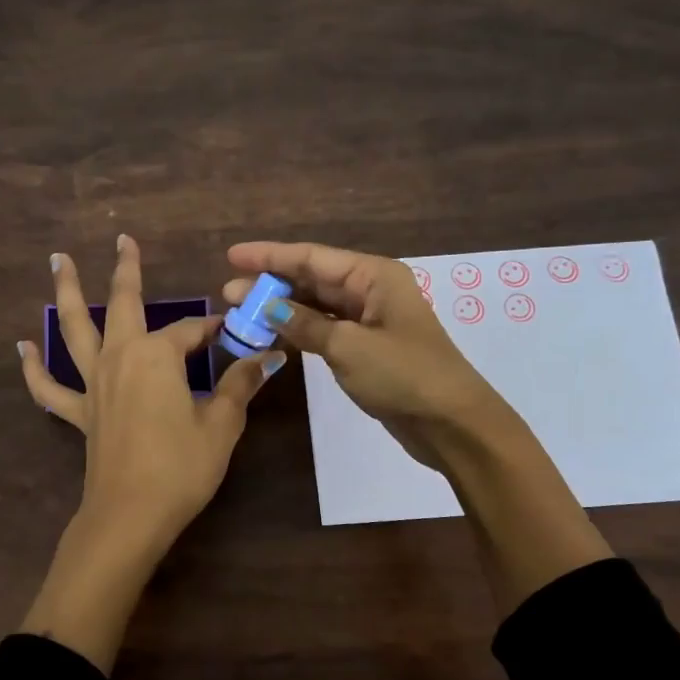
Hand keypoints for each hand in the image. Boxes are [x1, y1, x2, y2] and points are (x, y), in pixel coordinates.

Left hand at [21, 235, 284, 554]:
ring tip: (58, 261)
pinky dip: (33, 368)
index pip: (191, 332)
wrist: (131, 514)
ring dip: (68, 293)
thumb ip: (240, 385)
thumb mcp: (222, 425)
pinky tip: (21, 348)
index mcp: (157, 356)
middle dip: (126, 271)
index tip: (234, 331)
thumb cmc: (181, 467)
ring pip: (75, 330)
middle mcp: (120, 358)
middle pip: (123, 304)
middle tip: (123, 240)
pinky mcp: (80, 413)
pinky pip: (50, 388)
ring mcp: (93, 385)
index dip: (214, 330)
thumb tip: (266, 357)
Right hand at [226, 238, 610, 612]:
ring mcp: (369, 321)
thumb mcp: (349, 347)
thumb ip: (305, 324)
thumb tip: (267, 306)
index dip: (270, 256)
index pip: (312, 258)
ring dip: (281, 309)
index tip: (232, 256)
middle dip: (271, 284)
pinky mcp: (366, 349)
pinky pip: (325, 330)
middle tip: (228, 293)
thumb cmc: (404, 375)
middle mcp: (372, 291)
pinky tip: (272, 335)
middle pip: (313, 279)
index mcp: (374, 276)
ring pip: (316, 306)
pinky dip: (298, 331)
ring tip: (242, 314)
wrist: (450, 423)